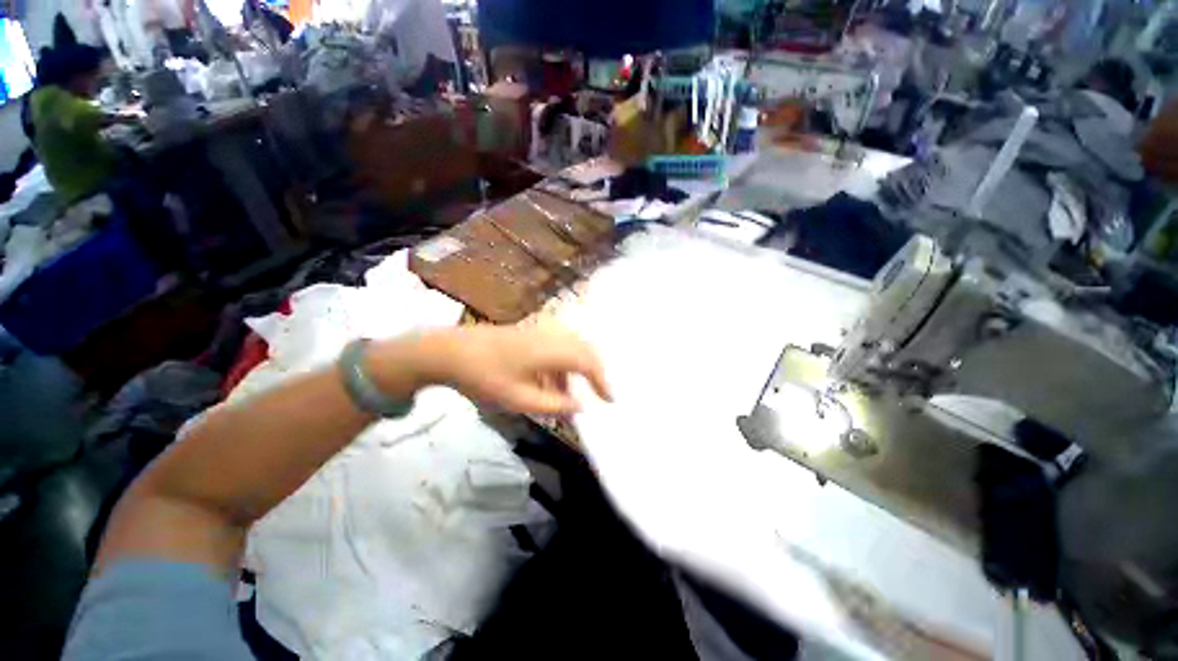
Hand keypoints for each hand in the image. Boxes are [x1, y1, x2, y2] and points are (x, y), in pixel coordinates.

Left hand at [378, 326, 612, 414]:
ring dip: (577, 369)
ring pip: (572, 347)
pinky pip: (557, 346)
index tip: (609, 400)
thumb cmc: (485, 377)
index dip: (602, 380)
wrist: (451, 351)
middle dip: (595, 372)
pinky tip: (550, 383)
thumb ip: (554, 405)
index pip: (588, 362)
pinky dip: (561, 365)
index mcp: (551, 350)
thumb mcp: (519, 400)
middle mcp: (552, 335)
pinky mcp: (531, 332)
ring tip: (570, 394)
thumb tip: (580, 406)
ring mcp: (541, 331)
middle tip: (599, 393)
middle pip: (585, 349)